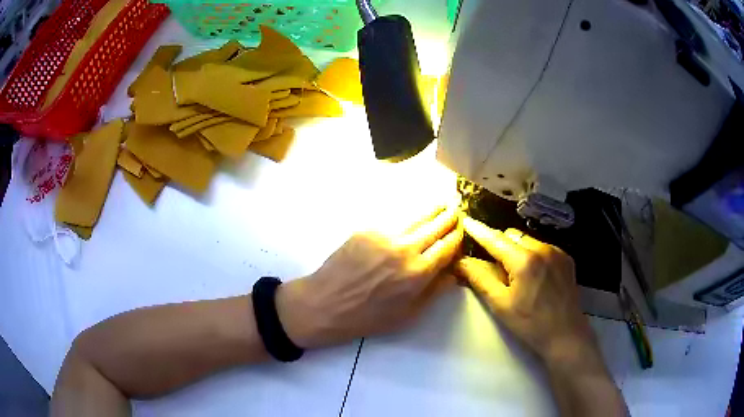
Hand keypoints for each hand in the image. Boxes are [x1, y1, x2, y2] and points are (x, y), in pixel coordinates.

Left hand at [276, 207, 462, 348]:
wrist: (326, 303)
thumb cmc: (368, 317)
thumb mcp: (407, 314)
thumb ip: (434, 291)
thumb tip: (455, 273)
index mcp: (418, 273)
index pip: (447, 246)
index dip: (458, 236)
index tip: (463, 229)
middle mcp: (405, 249)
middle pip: (435, 226)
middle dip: (449, 216)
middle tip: (457, 208)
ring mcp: (384, 236)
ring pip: (416, 217)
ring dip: (432, 210)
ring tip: (442, 203)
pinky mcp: (367, 230)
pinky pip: (394, 220)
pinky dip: (408, 216)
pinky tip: (413, 215)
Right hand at [455, 217, 597, 362]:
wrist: (565, 335)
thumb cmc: (530, 324)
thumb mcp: (500, 304)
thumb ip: (480, 278)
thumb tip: (461, 261)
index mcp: (524, 261)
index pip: (495, 239)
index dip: (479, 231)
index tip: (466, 221)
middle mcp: (543, 249)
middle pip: (512, 236)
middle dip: (499, 245)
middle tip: (494, 267)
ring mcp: (557, 252)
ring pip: (528, 240)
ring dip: (517, 250)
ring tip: (516, 275)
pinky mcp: (566, 258)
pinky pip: (542, 247)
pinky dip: (533, 255)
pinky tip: (534, 276)